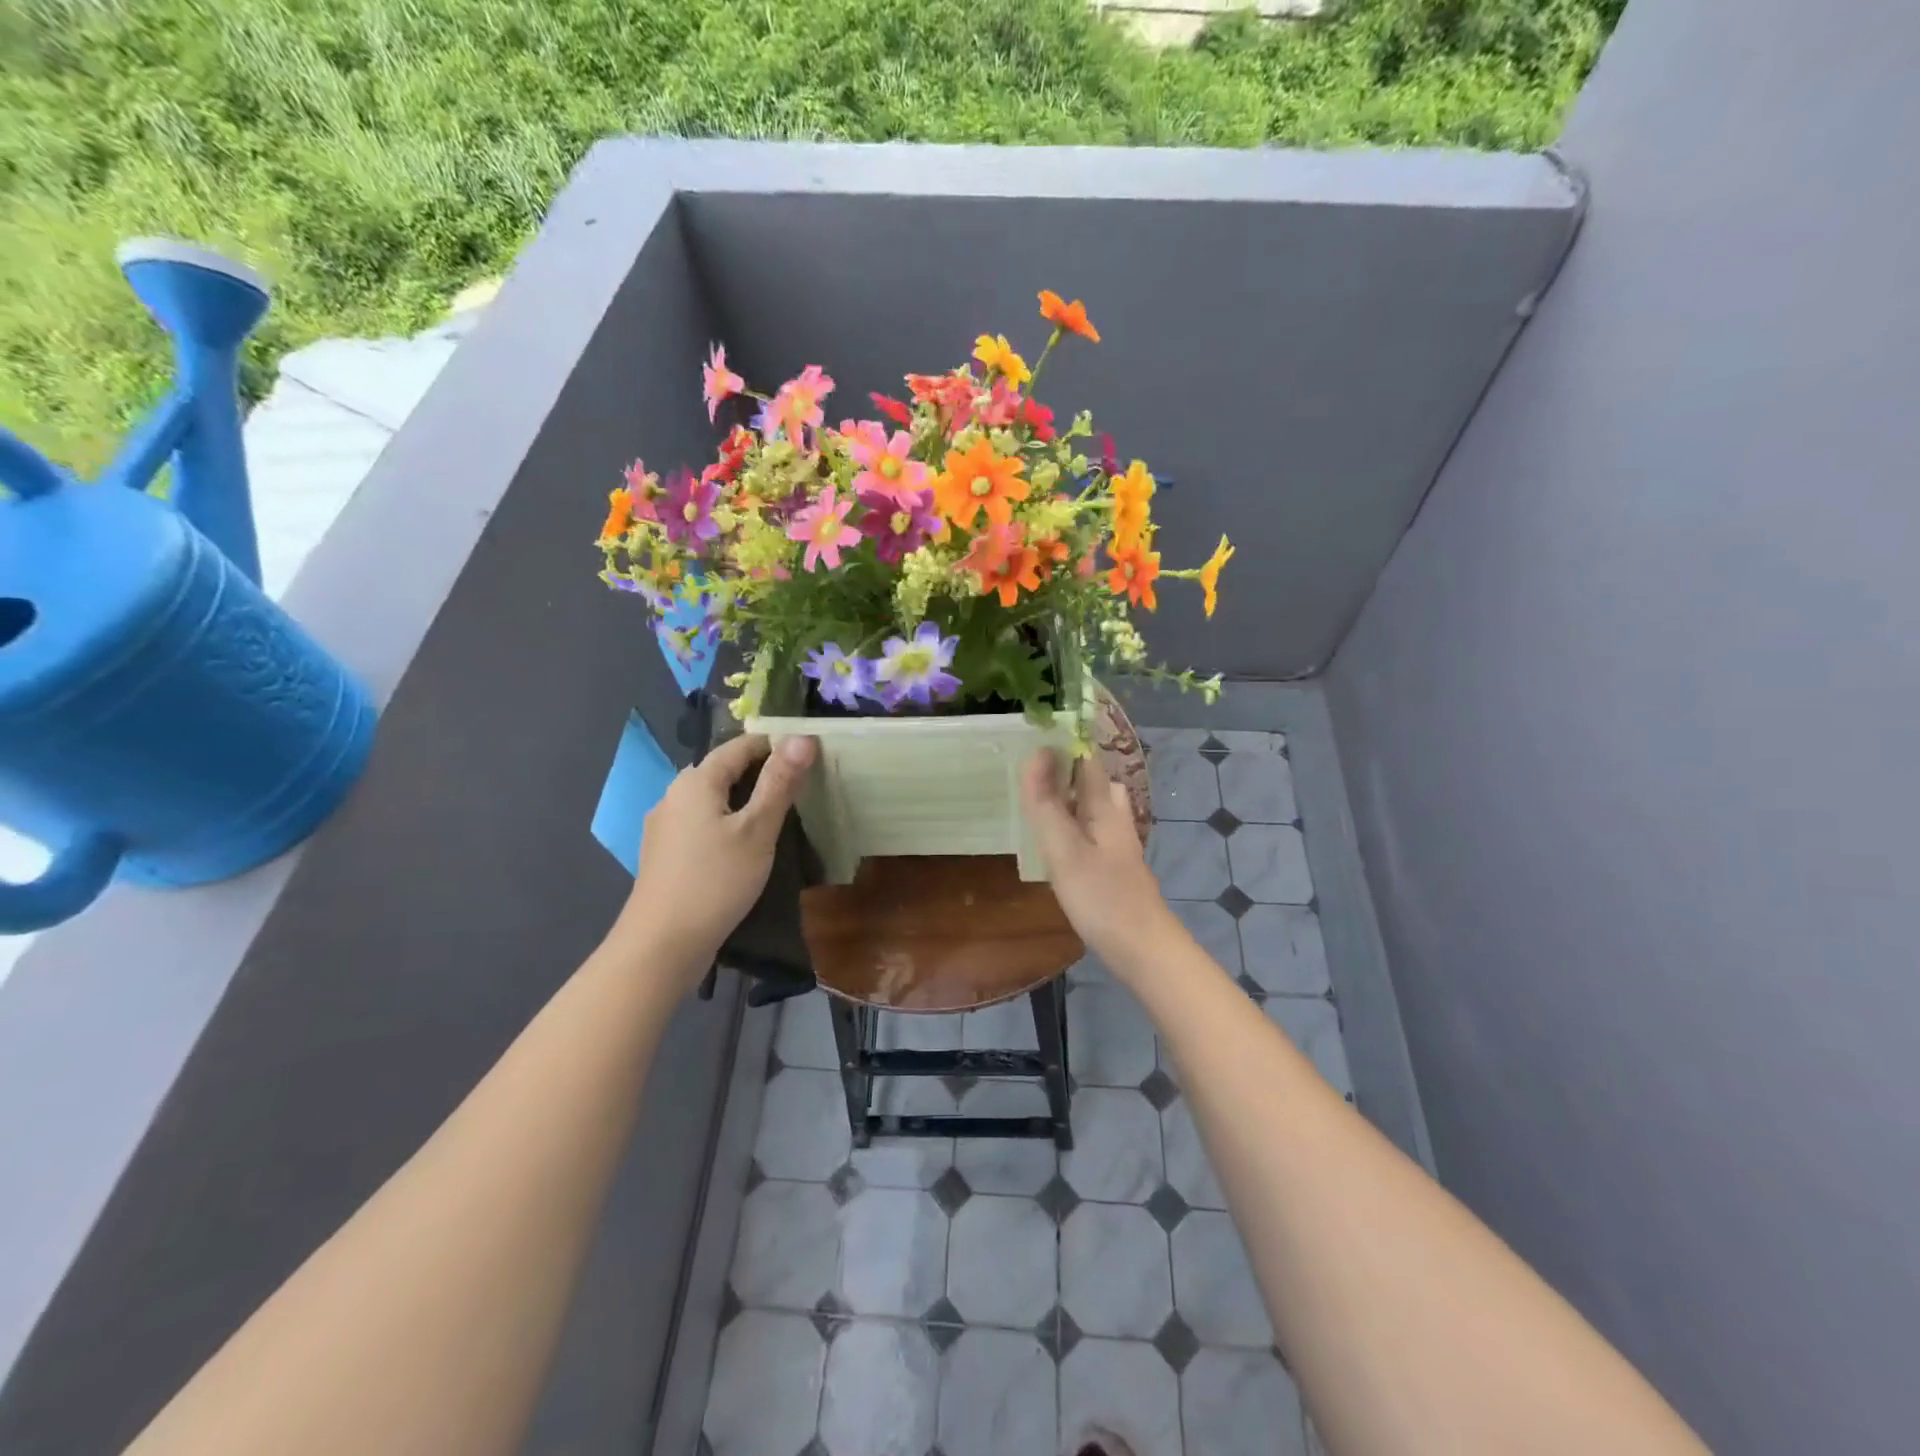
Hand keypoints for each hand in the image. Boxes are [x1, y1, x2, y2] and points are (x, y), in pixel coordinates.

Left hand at [615, 734, 817, 984]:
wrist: (662, 944)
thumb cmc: (716, 881)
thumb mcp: (758, 830)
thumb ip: (780, 782)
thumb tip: (802, 737)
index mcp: (696, 780)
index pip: (740, 745)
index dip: (775, 746)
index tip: (809, 757)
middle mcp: (674, 794)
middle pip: (723, 770)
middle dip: (760, 772)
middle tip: (799, 788)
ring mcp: (664, 825)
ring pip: (711, 798)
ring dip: (743, 799)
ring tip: (777, 816)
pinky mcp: (663, 853)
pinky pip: (700, 822)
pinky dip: (725, 822)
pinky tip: (742, 845)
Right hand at [1021, 748, 1176, 977]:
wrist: (1143, 950)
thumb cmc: (1102, 898)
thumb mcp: (1064, 849)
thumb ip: (1047, 804)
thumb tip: (1035, 753)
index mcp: (1105, 807)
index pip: (1086, 760)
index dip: (1062, 744)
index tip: (1029, 737)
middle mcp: (1116, 819)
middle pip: (1094, 782)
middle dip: (1066, 771)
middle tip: (1029, 775)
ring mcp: (1118, 845)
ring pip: (1094, 808)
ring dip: (1069, 800)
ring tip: (1037, 806)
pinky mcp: (1114, 868)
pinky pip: (1091, 832)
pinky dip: (1072, 827)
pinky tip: (1056, 845)